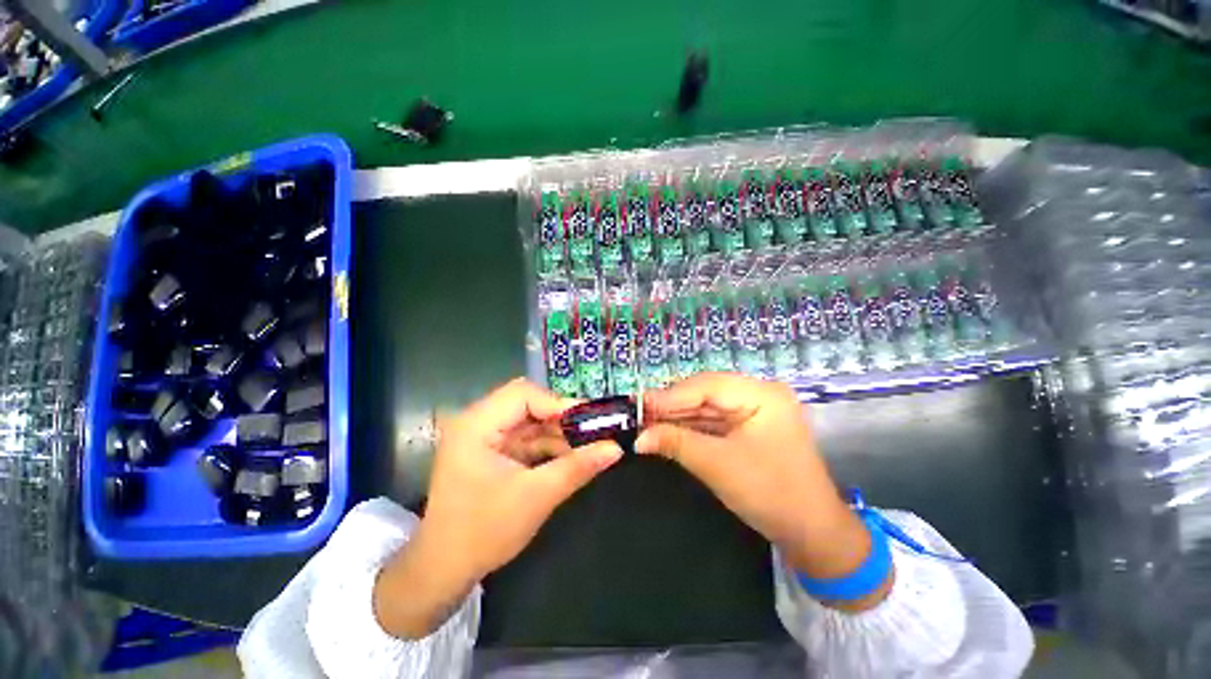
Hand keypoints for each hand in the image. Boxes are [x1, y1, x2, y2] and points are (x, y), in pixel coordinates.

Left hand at [374, 378, 622, 637]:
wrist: (444, 571)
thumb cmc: (483, 533)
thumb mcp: (536, 497)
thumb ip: (577, 468)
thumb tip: (616, 448)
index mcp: (476, 425)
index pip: (523, 393)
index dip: (557, 404)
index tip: (588, 423)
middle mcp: (478, 422)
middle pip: (528, 403)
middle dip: (561, 419)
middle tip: (592, 432)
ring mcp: (484, 436)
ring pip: (530, 420)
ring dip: (558, 433)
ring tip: (588, 446)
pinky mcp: (492, 450)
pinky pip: (526, 437)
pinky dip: (548, 446)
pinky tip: (570, 457)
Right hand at [636, 373, 887, 608]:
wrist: (812, 533)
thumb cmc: (770, 494)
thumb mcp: (717, 465)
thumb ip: (676, 443)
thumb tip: (639, 438)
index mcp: (761, 394)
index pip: (706, 385)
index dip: (670, 395)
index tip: (639, 405)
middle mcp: (759, 394)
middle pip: (705, 392)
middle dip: (672, 405)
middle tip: (640, 414)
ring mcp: (756, 410)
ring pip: (707, 406)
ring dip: (679, 416)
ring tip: (648, 422)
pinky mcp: (750, 426)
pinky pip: (714, 420)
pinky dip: (692, 427)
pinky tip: (669, 430)